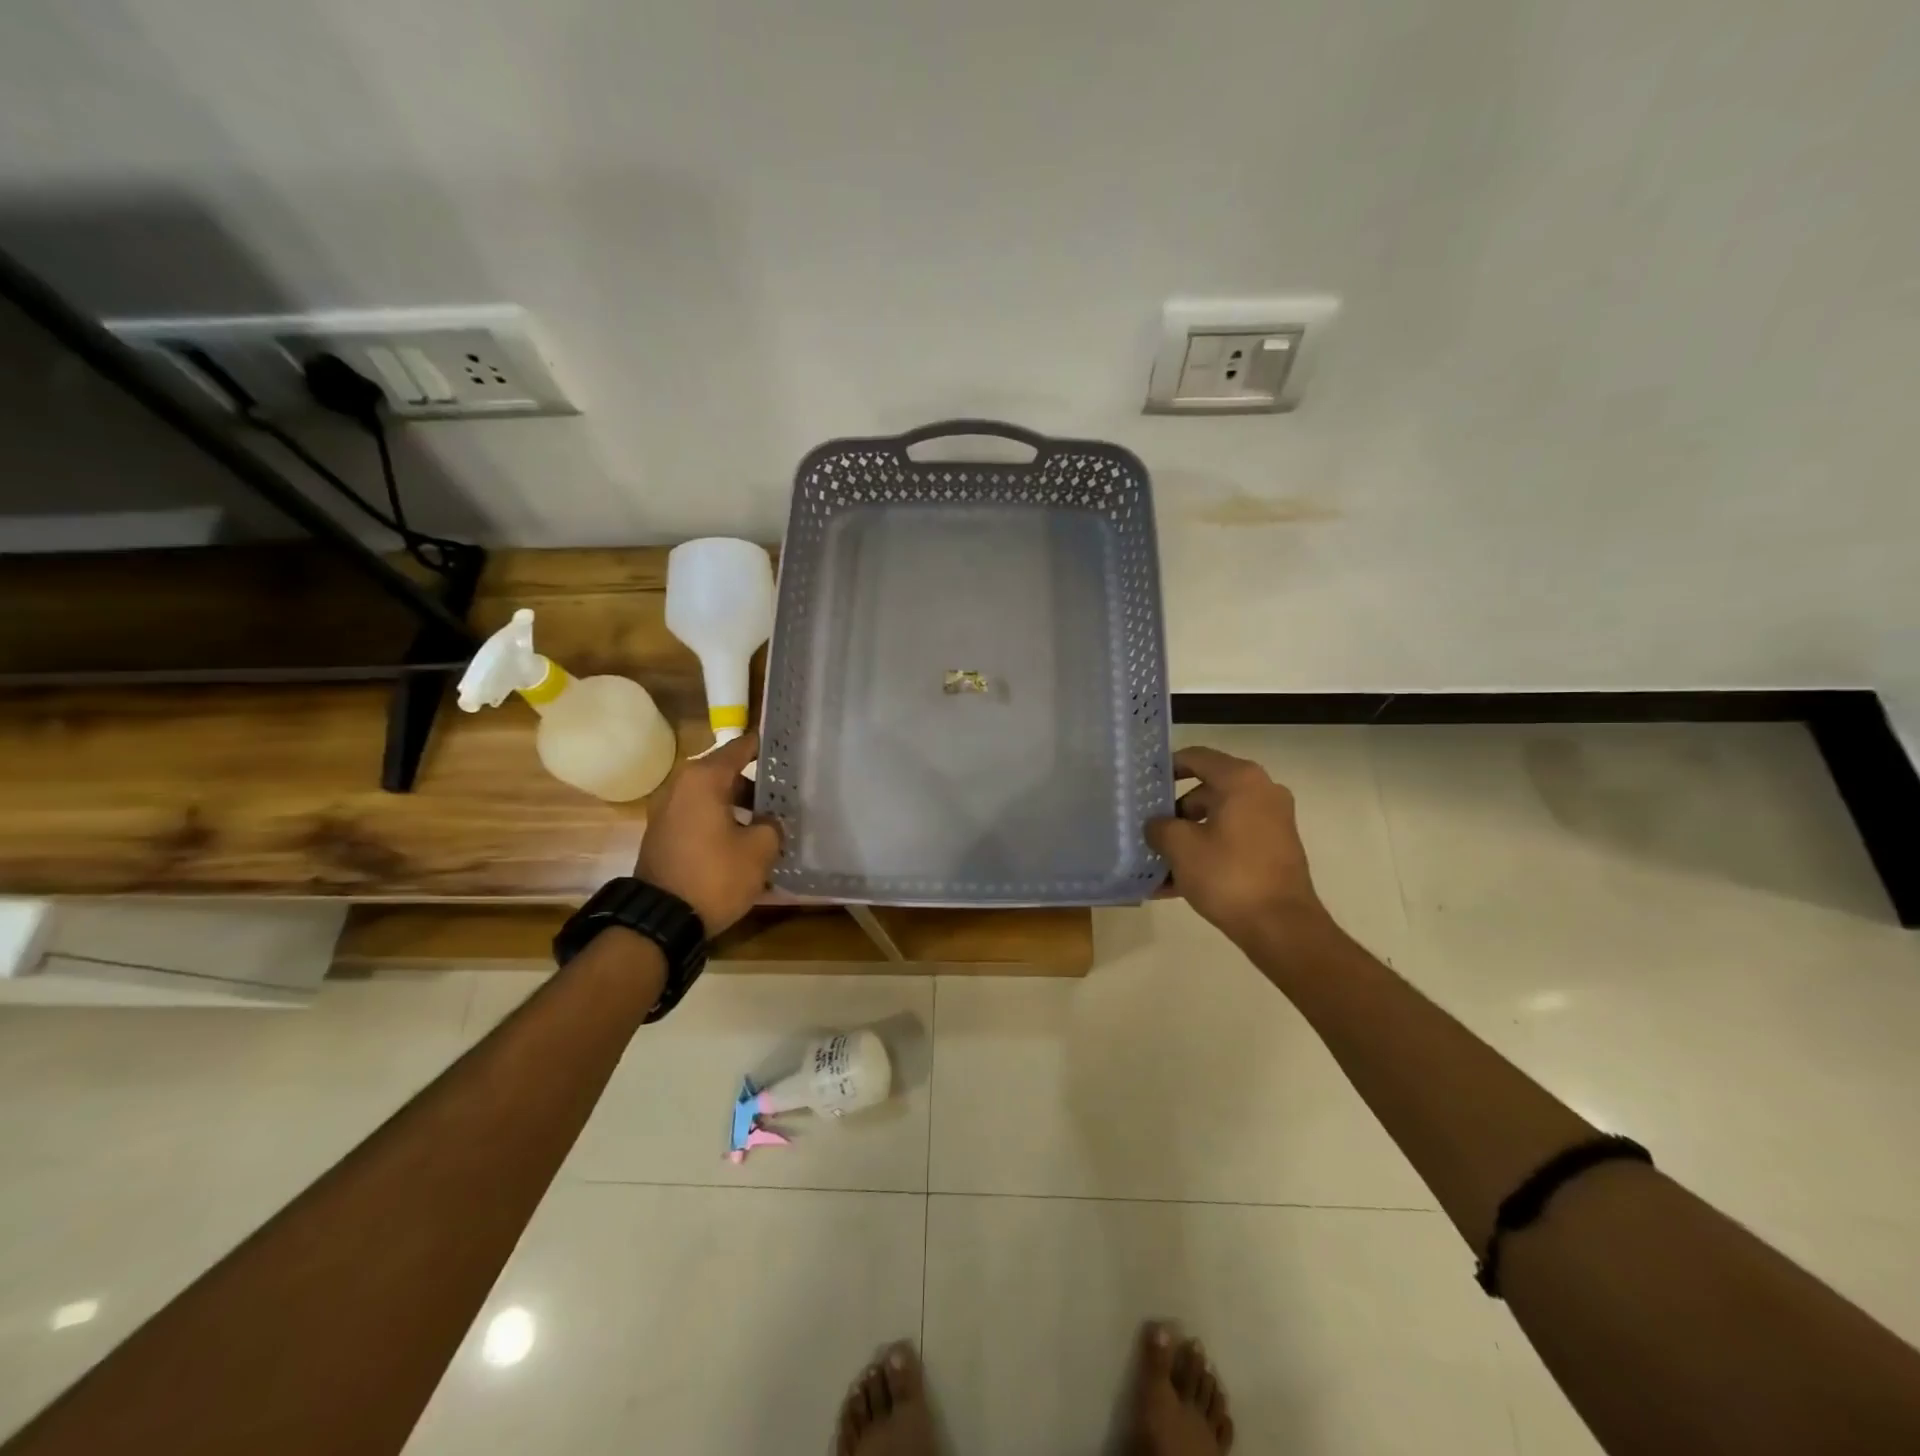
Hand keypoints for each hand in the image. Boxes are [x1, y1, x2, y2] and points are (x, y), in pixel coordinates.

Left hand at [637, 731, 780, 935]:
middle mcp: (680, 785)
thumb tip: (767, 821)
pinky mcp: (663, 833)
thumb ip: (771, 825)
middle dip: (756, 781)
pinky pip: (699, 814)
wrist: (661, 920)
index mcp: (704, 778)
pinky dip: (721, 819)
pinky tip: (743, 838)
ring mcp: (667, 809)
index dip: (767, 747)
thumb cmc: (715, 875)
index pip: (741, 747)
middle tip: (786, 791)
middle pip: (726, 771)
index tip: (789, 749)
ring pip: (712, 795)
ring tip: (769, 819)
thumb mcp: (759, 850)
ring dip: (739, 803)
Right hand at [1146, 745, 1333, 950]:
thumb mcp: (1180, 847)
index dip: (1167, 767)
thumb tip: (1157, 826)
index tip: (1144, 784)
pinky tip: (1174, 884)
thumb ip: (1160, 827)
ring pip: (1217, 820)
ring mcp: (1272, 822)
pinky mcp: (1274, 850)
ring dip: (1187, 838)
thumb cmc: (1228, 875)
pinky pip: (1231, 842)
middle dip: (1174, 812)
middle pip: (1206, 790)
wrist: (1281, 927)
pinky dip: (1206, 854)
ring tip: (1156, 864)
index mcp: (1241, 780)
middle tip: (1147, 829)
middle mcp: (1262, 792)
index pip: (1196, 757)